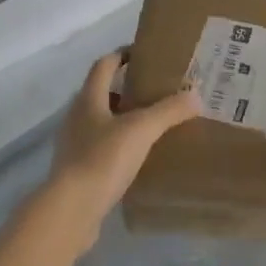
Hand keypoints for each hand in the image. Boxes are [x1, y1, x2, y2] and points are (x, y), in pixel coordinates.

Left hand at [44, 51, 198, 252]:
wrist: (69, 211)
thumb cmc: (102, 159)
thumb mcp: (141, 130)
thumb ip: (169, 111)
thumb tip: (196, 95)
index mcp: (88, 98)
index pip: (104, 64)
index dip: (123, 54)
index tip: (145, 55)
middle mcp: (78, 116)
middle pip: (103, 92)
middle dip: (129, 88)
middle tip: (158, 91)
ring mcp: (75, 144)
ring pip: (103, 121)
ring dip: (125, 119)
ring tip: (154, 124)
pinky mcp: (78, 171)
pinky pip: (102, 148)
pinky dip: (120, 145)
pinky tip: (139, 157)